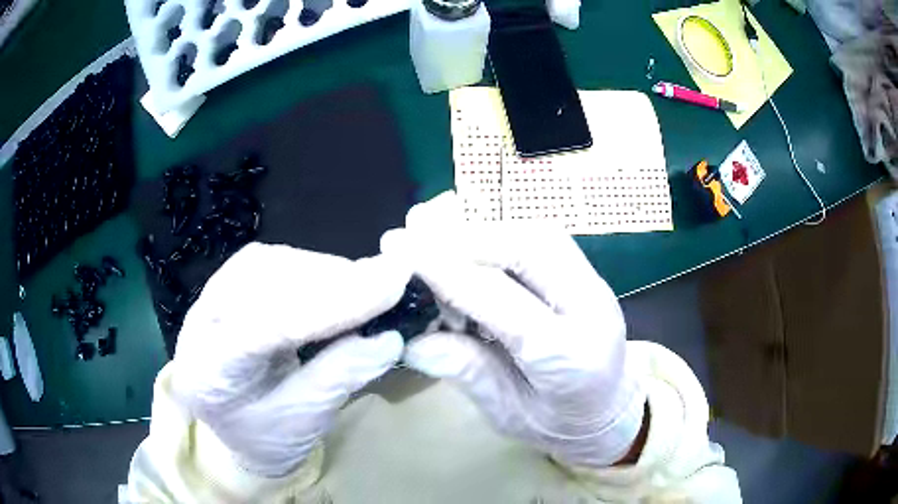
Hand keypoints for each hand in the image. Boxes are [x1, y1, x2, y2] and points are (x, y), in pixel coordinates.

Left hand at [170, 243, 409, 476]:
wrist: (236, 428)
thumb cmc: (265, 437)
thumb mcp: (304, 422)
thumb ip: (338, 378)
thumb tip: (389, 339)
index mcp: (208, 373)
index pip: (263, 327)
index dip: (329, 305)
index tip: (388, 287)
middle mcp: (199, 324)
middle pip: (260, 283)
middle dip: (329, 280)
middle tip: (387, 281)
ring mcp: (209, 298)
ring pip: (265, 263)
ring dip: (321, 269)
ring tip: (368, 284)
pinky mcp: (228, 285)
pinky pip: (269, 261)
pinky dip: (310, 266)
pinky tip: (337, 281)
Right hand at [382, 192, 645, 466]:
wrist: (610, 411)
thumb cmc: (558, 423)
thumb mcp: (507, 415)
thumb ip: (467, 373)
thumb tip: (413, 340)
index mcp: (571, 357)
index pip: (503, 301)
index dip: (448, 273)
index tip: (401, 251)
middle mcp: (591, 308)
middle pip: (528, 249)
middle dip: (463, 239)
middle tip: (412, 238)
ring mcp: (594, 285)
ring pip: (537, 235)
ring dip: (480, 232)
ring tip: (434, 241)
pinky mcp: (586, 274)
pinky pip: (541, 239)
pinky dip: (498, 236)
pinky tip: (469, 248)